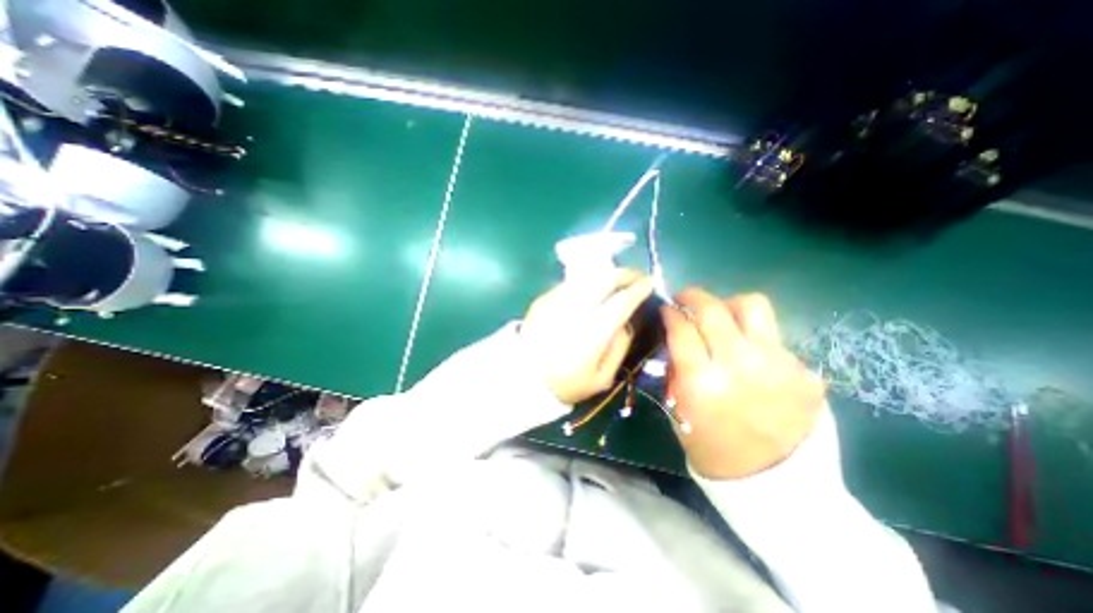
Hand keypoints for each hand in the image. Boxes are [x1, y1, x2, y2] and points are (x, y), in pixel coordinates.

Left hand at [524, 267, 652, 404]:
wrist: (524, 378)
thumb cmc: (566, 383)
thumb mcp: (602, 378)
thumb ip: (619, 347)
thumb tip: (627, 321)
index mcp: (591, 335)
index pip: (620, 303)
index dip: (637, 290)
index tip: (649, 283)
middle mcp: (573, 312)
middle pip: (603, 280)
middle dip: (624, 273)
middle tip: (636, 276)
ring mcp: (555, 302)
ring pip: (587, 276)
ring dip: (607, 274)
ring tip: (618, 279)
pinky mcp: (543, 299)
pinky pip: (571, 283)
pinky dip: (587, 281)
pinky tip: (593, 289)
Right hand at [661, 289, 823, 481]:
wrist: (777, 484)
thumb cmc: (713, 448)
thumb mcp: (679, 409)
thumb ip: (677, 369)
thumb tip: (677, 336)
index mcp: (701, 383)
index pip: (681, 329)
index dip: (670, 312)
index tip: (667, 309)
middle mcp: (739, 366)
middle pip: (713, 309)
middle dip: (693, 296)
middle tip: (686, 299)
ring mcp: (777, 365)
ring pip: (752, 306)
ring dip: (729, 305)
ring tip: (722, 317)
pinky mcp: (803, 371)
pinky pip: (772, 336)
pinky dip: (753, 337)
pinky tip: (750, 355)